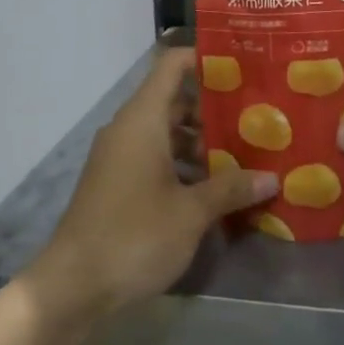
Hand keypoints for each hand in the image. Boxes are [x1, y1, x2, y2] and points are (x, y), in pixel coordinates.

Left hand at [30, 48, 277, 323]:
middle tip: (258, 116)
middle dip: (215, 108)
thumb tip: (271, 178)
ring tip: (245, 153)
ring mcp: (120, 156)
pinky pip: (155, 157)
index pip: (172, 65)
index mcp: (143, 119)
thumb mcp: (191, 213)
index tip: (244, 66)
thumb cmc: (134, 235)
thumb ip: (231, 188)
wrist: (72, 286)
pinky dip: (183, 164)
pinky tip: (214, 188)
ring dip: (202, 142)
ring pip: (167, 132)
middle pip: (175, 100)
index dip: (205, 59)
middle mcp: (129, 128)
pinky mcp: (117, 182)